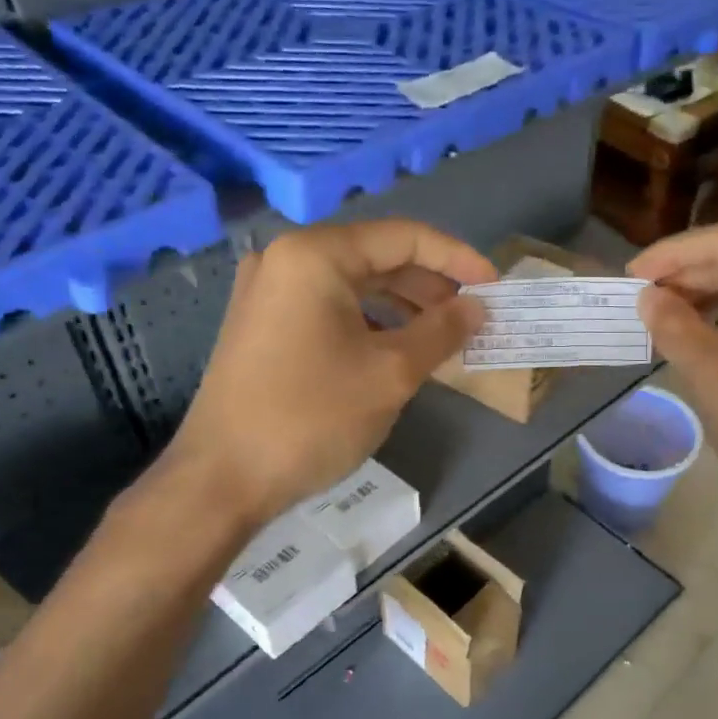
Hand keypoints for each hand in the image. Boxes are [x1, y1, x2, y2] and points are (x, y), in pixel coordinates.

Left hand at [147, 220, 494, 533]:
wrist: (222, 480)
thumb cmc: (311, 418)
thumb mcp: (391, 374)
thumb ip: (442, 331)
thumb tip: (478, 308)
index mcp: (315, 255)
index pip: (404, 238)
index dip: (458, 259)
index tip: (496, 288)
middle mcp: (286, 259)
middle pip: (377, 257)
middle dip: (430, 286)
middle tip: (472, 318)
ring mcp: (268, 291)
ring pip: (353, 285)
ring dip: (402, 306)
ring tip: (442, 337)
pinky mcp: (262, 324)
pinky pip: (329, 308)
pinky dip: (369, 322)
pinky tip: (396, 350)